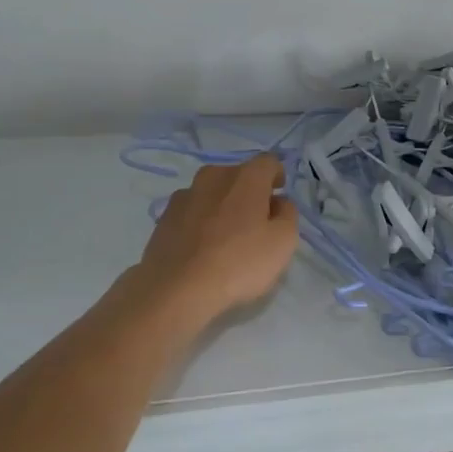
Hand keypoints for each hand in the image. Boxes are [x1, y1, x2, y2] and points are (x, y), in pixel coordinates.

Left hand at [133, 156, 299, 326]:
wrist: (176, 288)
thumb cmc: (239, 262)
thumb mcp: (283, 242)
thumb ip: (287, 214)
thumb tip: (278, 203)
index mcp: (245, 177)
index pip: (268, 162)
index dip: (277, 176)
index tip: (279, 196)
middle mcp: (213, 176)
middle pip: (238, 176)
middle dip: (249, 193)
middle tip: (256, 222)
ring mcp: (184, 195)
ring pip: (212, 193)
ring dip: (223, 207)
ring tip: (226, 238)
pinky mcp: (164, 217)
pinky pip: (192, 212)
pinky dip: (201, 222)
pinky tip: (203, 249)